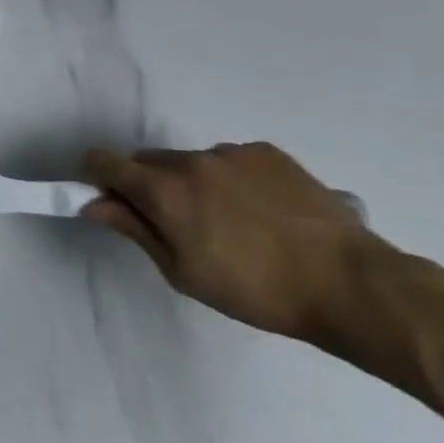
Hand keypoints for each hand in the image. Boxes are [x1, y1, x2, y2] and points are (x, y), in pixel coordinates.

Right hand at [80, 142, 389, 342]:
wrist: (349, 284)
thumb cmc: (255, 290)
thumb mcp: (182, 271)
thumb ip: (134, 229)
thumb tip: (94, 204)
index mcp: (163, 190)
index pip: (103, 161)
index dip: (96, 178)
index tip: (108, 201)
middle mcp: (191, 159)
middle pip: (146, 160)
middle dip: (146, 185)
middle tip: (173, 223)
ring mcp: (232, 153)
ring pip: (189, 161)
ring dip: (190, 182)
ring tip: (228, 221)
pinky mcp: (268, 153)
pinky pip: (229, 160)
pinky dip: (229, 179)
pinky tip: (259, 212)